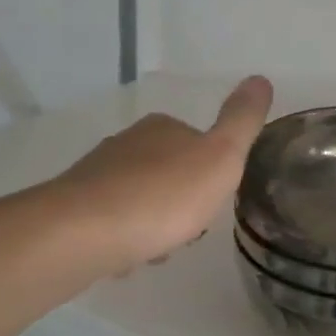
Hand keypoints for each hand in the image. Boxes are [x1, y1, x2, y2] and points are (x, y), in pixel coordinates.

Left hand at [51, 77, 272, 272]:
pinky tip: (128, 257)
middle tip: (189, 230)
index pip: (198, 143)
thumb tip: (261, 78)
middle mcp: (127, 142)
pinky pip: (112, 222)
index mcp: (163, 127)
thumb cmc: (163, 196)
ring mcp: (97, 174)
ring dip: (153, 223)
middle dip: (181, 201)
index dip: (211, 174)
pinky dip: (125, 237)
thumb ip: (242, 122)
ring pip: (139, 198)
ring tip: (159, 249)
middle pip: (168, 172)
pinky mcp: (74, 207)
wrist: (83, 233)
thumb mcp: (221, 157)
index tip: (214, 202)